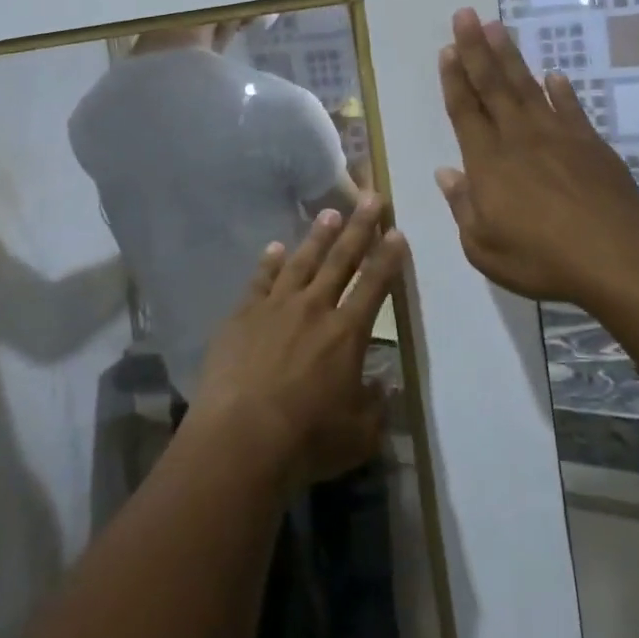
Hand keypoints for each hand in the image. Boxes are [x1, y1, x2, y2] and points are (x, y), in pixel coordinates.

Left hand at [188, 195, 405, 489]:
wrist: (241, 438)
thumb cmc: (307, 440)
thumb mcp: (360, 434)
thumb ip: (377, 406)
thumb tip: (385, 386)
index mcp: (347, 333)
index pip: (375, 285)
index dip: (388, 257)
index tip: (397, 232)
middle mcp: (314, 308)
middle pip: (341, 260)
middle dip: (360, 228)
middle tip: (372, 198)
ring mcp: (275, 307)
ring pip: (302, 261)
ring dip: (318, 236)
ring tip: (330, 213)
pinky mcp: (242, 315)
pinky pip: (260, 280)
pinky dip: (269, 262)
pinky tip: (275, 248)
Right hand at [435, 8, 638, 308]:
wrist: (618, 260)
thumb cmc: (541, 259)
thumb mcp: (484, 247)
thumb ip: (462, 206)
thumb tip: (446, 173)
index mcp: (488, 162)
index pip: (465, 110)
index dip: (454, 78)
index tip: (447, 47)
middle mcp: (519, 138)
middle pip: (493, 85)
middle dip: (476, 48)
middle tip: (466, 14)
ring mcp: (558, 137)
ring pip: (528, 87)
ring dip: (510, 56)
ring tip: (497, 27)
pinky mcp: (591, 145)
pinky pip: (571, 108)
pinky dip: (561, 90)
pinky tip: (554, 75)